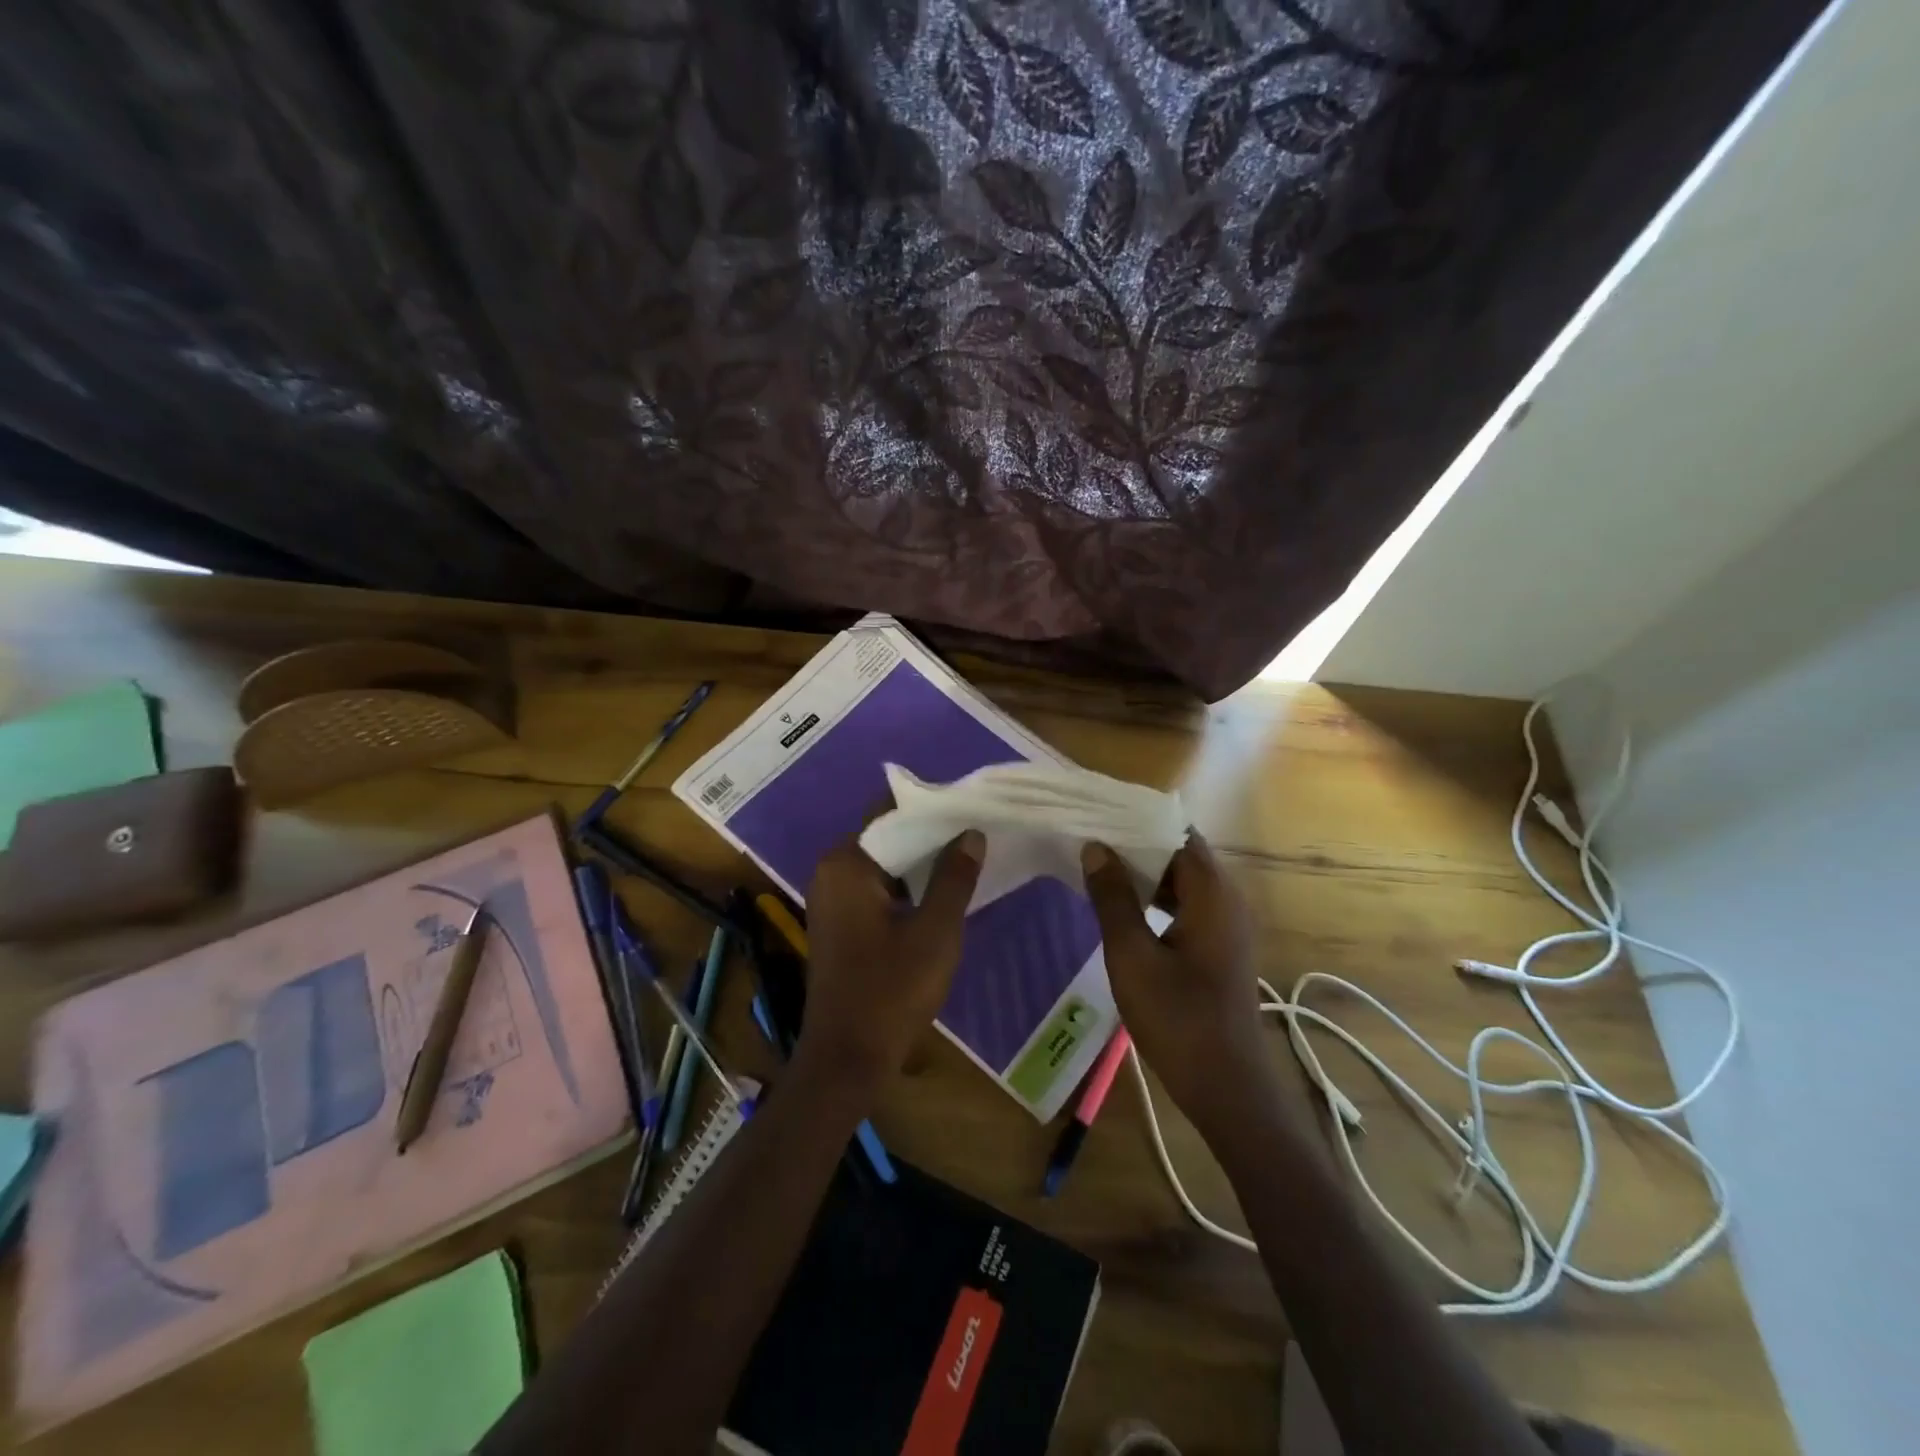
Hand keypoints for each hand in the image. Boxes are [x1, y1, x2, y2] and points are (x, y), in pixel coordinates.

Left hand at [798, 830, 983, 1089]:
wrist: (847, 1060)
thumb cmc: (891, 990)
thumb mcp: (936, 931)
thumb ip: (954, 877)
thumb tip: (971, 833)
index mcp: (845, 864)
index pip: (890, 814)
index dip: (931, 810)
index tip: (969, 809)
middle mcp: (831, 873)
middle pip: (886, 839)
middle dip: (929, 838)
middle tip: (975, 834)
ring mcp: (831, 901)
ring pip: (883, 867)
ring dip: (919, 866)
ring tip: (967, 858)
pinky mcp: (839, 926)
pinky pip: (876, 891)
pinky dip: (905, 889)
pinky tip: (940, 895)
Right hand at [1081, 835, 1274, 1131]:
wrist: (1226, 1085)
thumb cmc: (1178, 1017)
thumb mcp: (1132, 955)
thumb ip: (1113, 898)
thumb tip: (1095, 848)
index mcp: (1212, 892)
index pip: (1177, 832)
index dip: (1138, 820)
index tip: (1099, 815)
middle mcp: (1227, 898)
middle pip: (1181, 852)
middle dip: (1137, 844)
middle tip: (1091, 840)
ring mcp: (1228, 924)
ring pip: (1183, 880)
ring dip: (1146, 872)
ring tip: (1100, 867)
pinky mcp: (1221, 946)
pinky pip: (1188, 904)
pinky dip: (1158, 897)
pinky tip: (1125, 907)